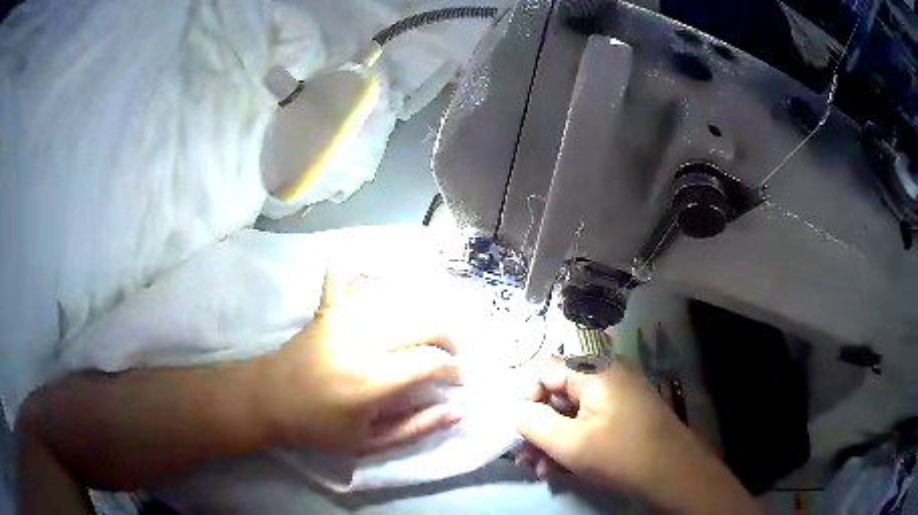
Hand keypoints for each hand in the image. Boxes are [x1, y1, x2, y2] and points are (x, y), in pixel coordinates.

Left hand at [258, 272, 463, 454]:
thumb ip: (417, 428)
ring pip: (399, 304)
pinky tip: (368, 278)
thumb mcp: (370, 444)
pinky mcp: (327, 308)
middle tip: (446, 359)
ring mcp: (342, 318)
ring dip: (419, 319)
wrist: (268, 400)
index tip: (454, 380)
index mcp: (371, 380)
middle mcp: (361, 341)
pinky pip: (347, 279)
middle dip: (448, 341)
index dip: (452, 370)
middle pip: (424, 324)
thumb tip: (459, 409)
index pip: (431, 362)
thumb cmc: (318, 428)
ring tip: (420, 340)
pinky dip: (359, 276)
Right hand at [514, 358, 759, 514]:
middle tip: (525, 458)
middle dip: (536, 427)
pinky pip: (587, 421)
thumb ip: (534, 423)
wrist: (673, 474)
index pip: (545, 369)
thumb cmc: (621, 455)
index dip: (526, 398)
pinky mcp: (622, 415)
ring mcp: (617, 395)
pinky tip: (559, 469)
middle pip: (557, 392)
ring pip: (571, 411)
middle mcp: (606, 375)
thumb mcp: (570, 443)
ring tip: (539, 470)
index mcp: (595, 370)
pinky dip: (571, 442)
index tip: (520, 430)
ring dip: (550, 439)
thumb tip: (515, 410)